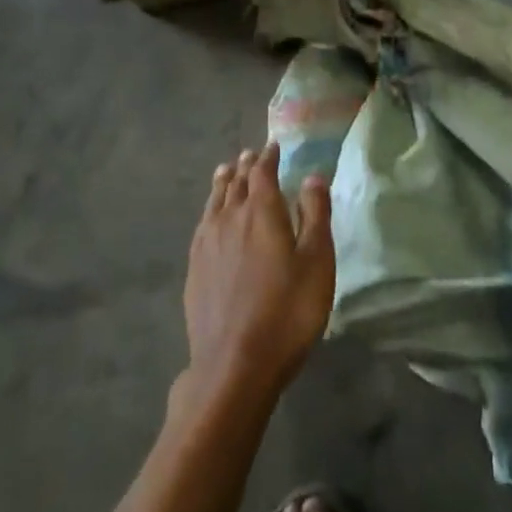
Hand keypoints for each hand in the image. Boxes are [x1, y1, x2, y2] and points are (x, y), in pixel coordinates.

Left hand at [180, 144, 334, 410]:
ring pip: (215, 202)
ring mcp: (207, 245)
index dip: (268, 158)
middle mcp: (230, 219)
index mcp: (261, 211)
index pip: (263, 173)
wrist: (234, 365)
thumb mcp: (316, 261)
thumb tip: (313, 176)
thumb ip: (315, 215)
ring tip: (225, 172)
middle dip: (245, 167)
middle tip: (249, 155)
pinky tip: (210, 219)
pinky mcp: (194, 270)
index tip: (273, 146)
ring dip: (223, 183)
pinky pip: (202, 225)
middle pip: (236, 183)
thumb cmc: (287, 311)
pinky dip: (210, 210)